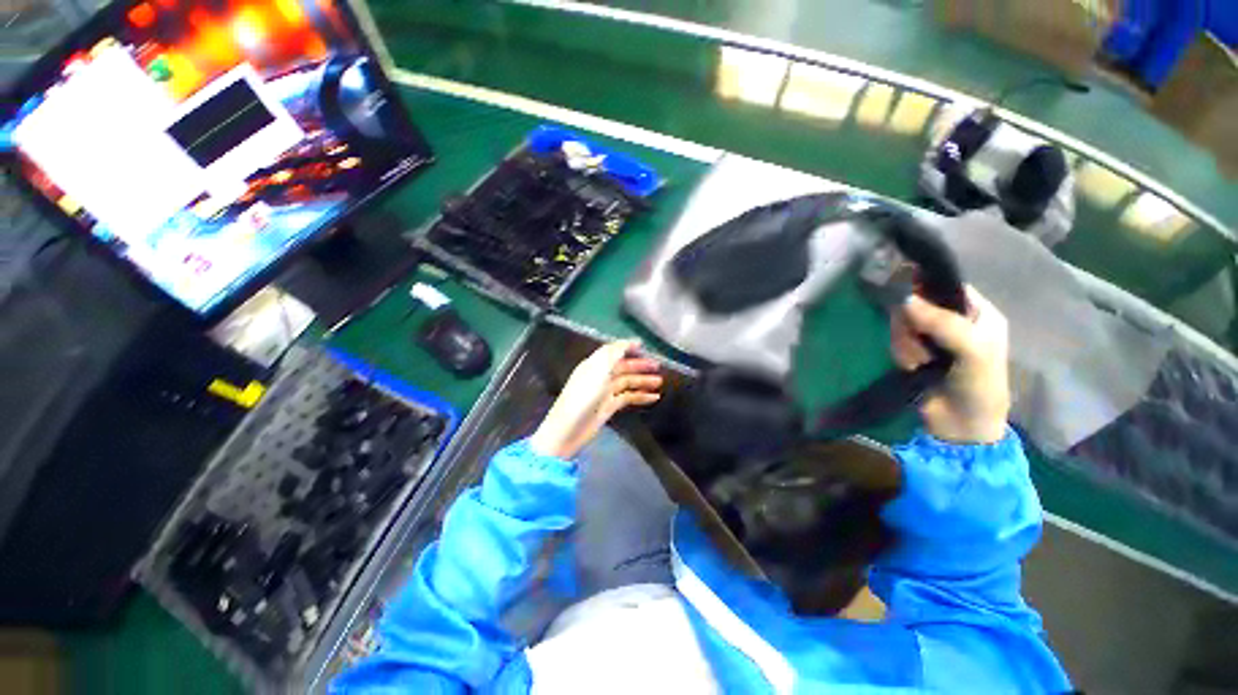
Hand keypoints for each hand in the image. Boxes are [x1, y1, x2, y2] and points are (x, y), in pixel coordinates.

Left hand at [529, 340, 662, 458]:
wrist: (569, 428)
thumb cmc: (583, 396)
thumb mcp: (598, 370)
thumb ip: (614, 353)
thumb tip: (628, 342)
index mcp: (594, 364)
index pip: (613, 351)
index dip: (627, 347)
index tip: (644, 345)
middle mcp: (600, 376)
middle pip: (622, 367)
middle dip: (639, 365)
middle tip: (658, 365)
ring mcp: (604, 392)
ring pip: (627, 382)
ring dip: (643, 381)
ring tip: (660, 382)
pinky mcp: (608, 407)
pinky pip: (628, 398)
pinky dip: (640, 396)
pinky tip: (654, 398)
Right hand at [890, 285, 1010, 443]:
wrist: (961, 425)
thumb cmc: (980, 384)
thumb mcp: (973, 350)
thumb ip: (943, 322)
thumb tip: (904, 298)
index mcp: (978, 312)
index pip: (946, 285)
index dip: (925, 287)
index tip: (907, 297)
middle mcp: (952, 320)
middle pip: (917, 304)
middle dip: (913, 324)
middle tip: (920, 341)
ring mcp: (930, 336)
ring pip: (902, 323)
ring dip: (907, 343)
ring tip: (922, 362)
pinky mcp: (912, 351)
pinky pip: (896, 341)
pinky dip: (901, 354)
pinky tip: (914, 367)